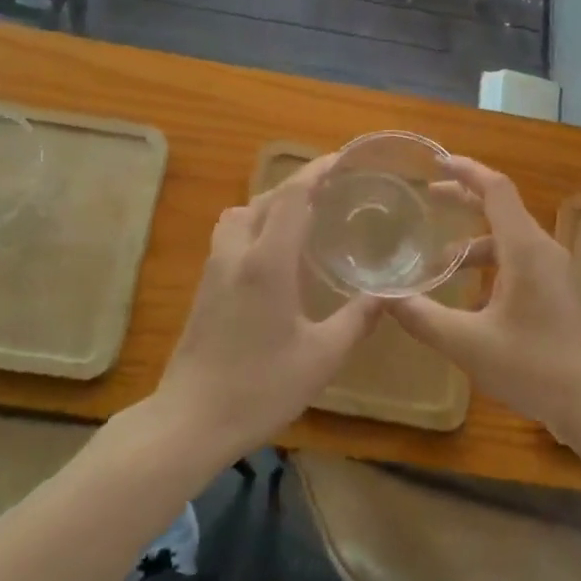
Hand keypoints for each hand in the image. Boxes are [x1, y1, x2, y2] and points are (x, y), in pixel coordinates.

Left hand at [153, 156, 381, 461]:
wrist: (190, 420)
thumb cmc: (260, 388)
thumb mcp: (321, 358)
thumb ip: (357, 320)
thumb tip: (390, 294)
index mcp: (268, 262)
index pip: (292, 197)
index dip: (316, 171)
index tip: (342, 159)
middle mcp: (238, 253)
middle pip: (266, 199)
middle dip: (299, 185)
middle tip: (333, 188)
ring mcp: (215, 268)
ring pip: (242, 213)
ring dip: (272, 203)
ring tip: (304, 217)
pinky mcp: (205, 286)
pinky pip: (232, 234)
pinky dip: (256, 224)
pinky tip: (276, 253)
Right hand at [389, 157, 580, 446]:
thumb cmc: (534, 366)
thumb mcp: (468, 344)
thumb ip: (422, 317)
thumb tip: (383, 298)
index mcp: (525, 248)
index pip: (495, 189)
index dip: (466, 170)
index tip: (436, 161)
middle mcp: (541, 249)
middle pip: (501, 208)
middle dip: (463, 199)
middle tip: (428, 198)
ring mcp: (553, 271)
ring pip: (507, 240)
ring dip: (472, 242)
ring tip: (436, 262)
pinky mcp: (555, 292)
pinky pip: (517, 261)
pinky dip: (489, 264)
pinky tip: (466, 296)